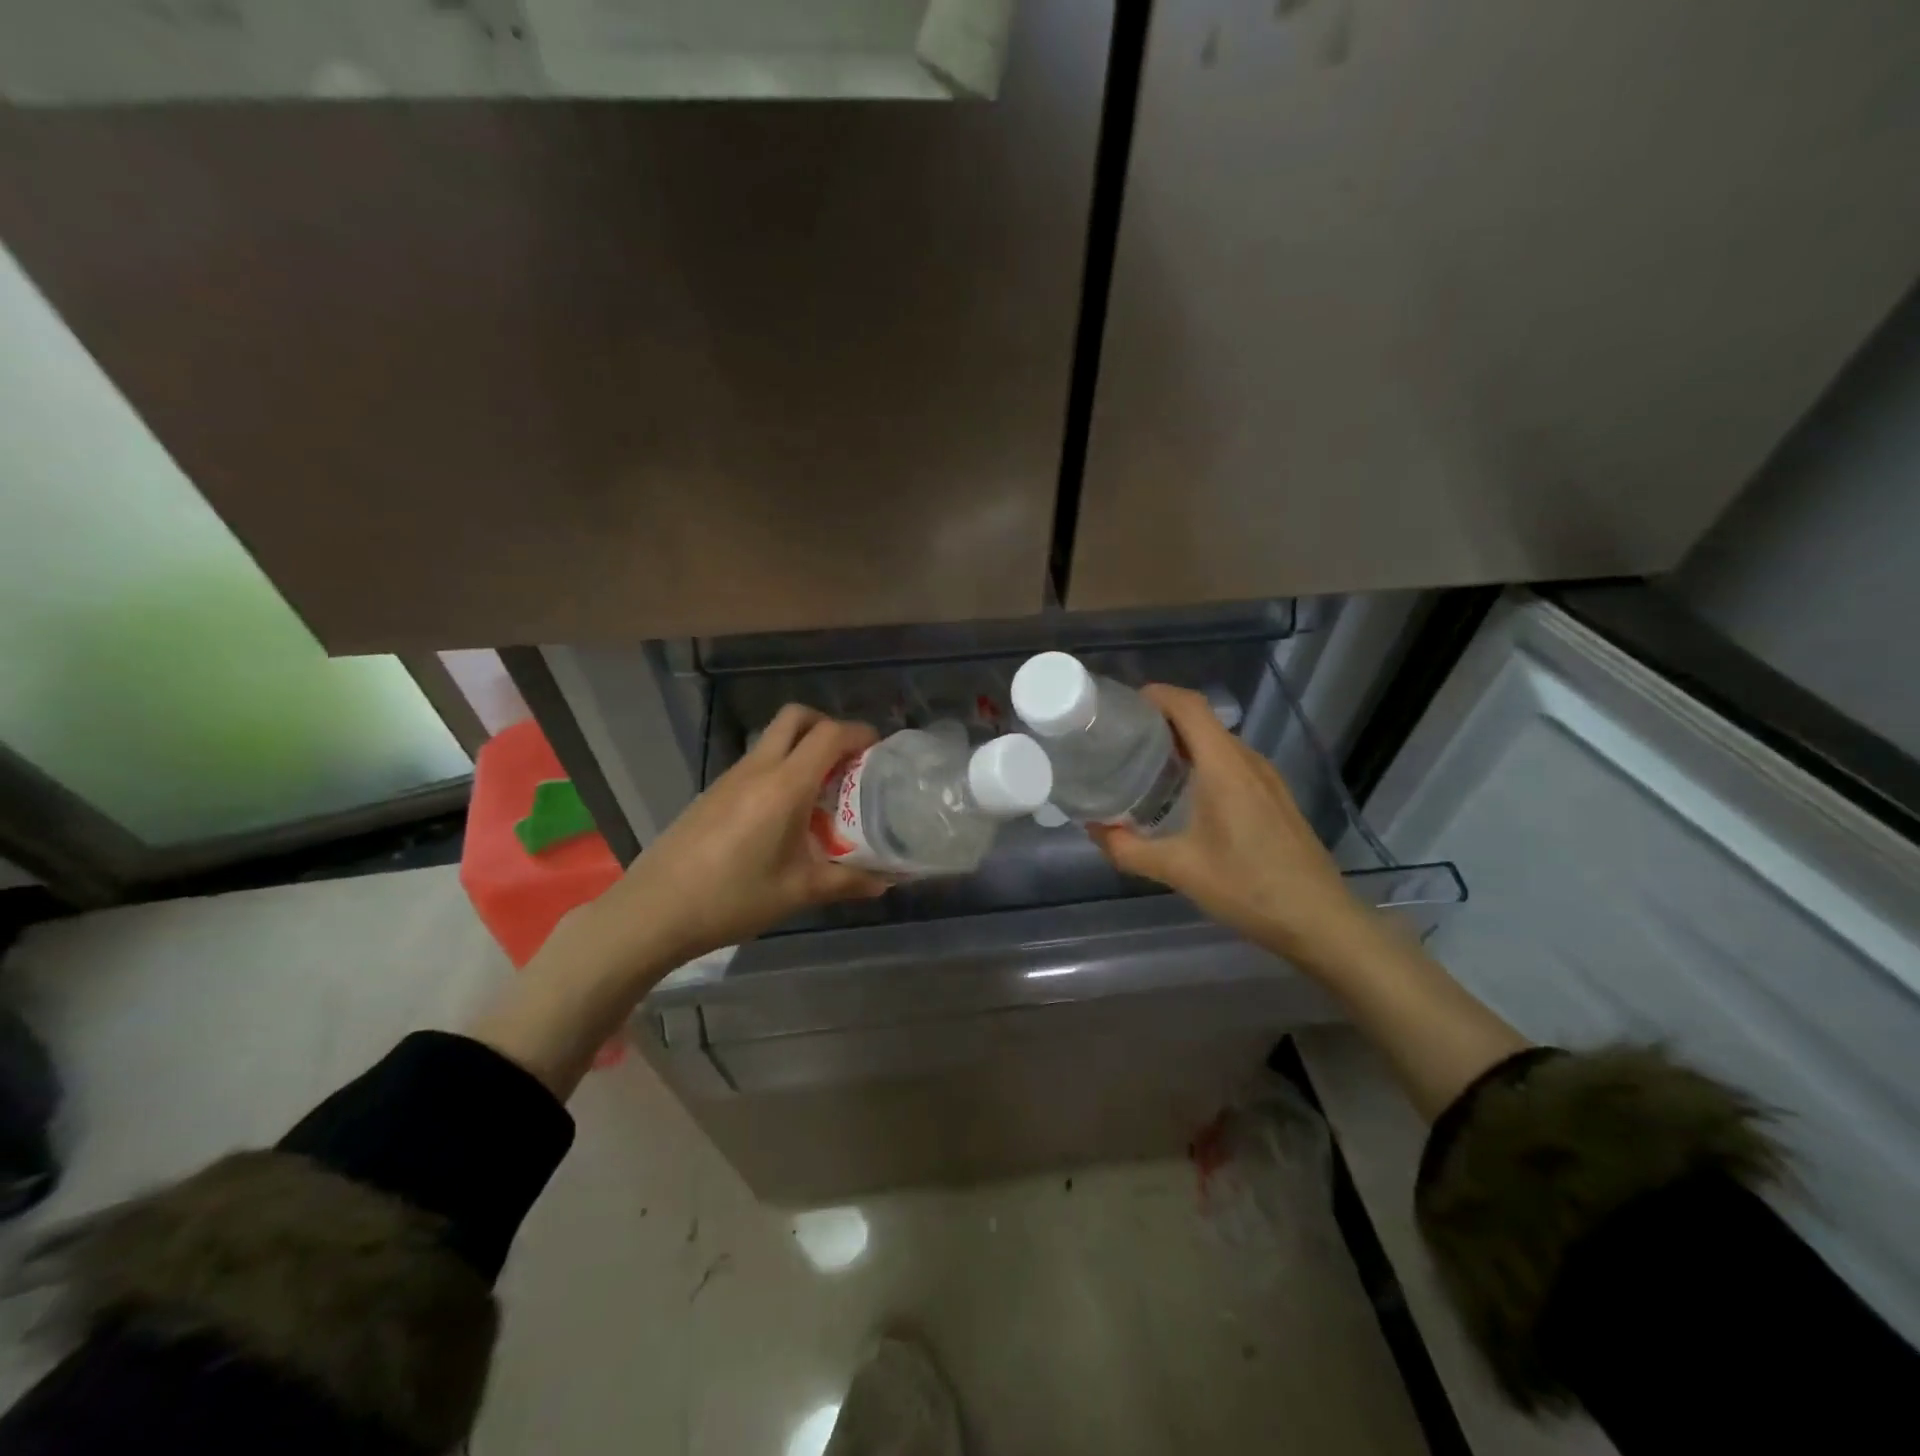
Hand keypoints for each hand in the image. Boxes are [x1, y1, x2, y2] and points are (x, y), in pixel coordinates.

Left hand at [608, 705, 889, 964]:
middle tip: (848, 760)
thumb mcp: (798, 892)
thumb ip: (846, 882)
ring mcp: (730, 777)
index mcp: (785, 785)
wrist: (654, 910)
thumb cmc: (733, 898)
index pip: (829, 735)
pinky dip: (780, 768)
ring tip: (822, 791)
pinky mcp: (712, 792)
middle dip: (828, 726)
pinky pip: (755, 762)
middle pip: (796, 717)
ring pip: (773, 739)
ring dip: (802, 748)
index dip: (860, 734)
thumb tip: (884, 882)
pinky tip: (784, 813)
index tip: (880, 751)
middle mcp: (758, 769)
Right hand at [1087, 684, 1370, 967]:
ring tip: (1146, 764)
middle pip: (1202, 721)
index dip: (1156, 695)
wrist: (1320, 921)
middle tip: (1122, 739)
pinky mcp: (1275, 799)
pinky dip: (1204, 764)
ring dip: (1183, 744)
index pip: (1189, 706)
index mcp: (1224, 766)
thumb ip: (1128, 848)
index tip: (1122, 706)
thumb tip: (1094, 829)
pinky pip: (1233, 764)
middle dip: (1161, 721)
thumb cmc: (1248, 888)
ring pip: (1219, 744)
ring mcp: (1267, 780)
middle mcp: (1248, 762)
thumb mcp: (1178, 870)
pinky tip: (1185, 796)